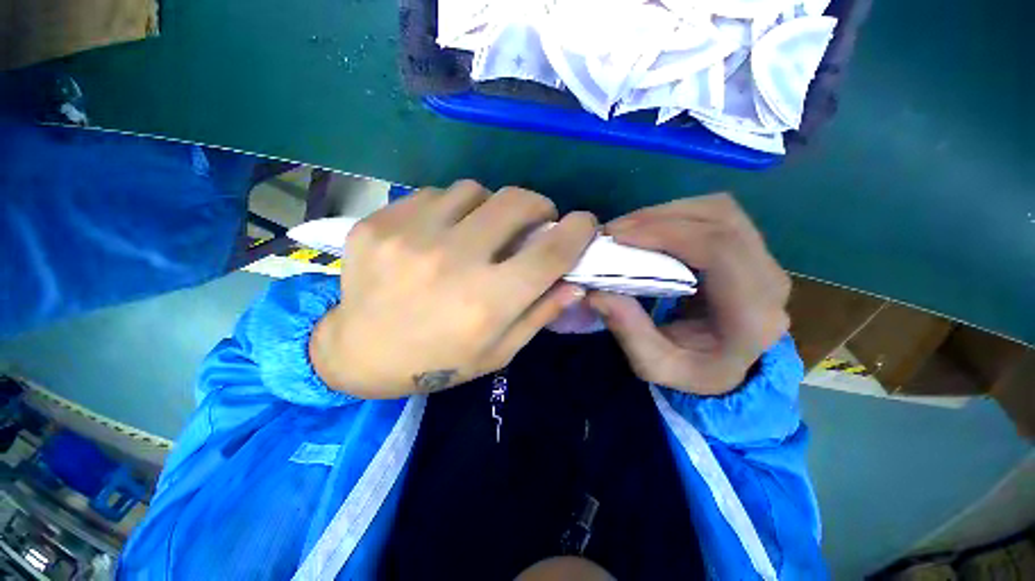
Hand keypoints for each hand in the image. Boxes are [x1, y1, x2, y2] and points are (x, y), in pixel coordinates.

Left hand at [310, 180, 597, 397]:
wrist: (359, 353)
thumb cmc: (438, 360)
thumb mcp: (497, 351)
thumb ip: (538, 314)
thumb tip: (574, 282)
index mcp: (486, 302)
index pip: (550, 252)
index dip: (578, 231)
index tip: (584, 224)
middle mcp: (452, 262)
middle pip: (515, 202)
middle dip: (537, 206)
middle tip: (534, 220)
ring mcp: (410, 236)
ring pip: (473, 190)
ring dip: (490, 206)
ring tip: (481, 228)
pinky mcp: (379, 224)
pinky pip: (432, 194)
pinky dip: (450, 208)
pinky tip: (441, 232)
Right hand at [588, 194, 790, 395]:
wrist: (729, 367)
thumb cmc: (694, 371)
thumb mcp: (654, 366)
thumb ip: (628, 331)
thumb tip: (596, 292)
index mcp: (752, 314)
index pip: (720, 250)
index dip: (667, 233)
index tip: (618, 235)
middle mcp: (768, 279)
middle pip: (721, 220)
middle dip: (659, 218)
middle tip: (615, 231)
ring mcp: (763, 260)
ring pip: (719, 210)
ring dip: (667, 213)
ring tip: (628, 229)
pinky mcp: (749, 249)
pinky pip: (714, 215)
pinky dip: (676, 215)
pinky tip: (649, 229)